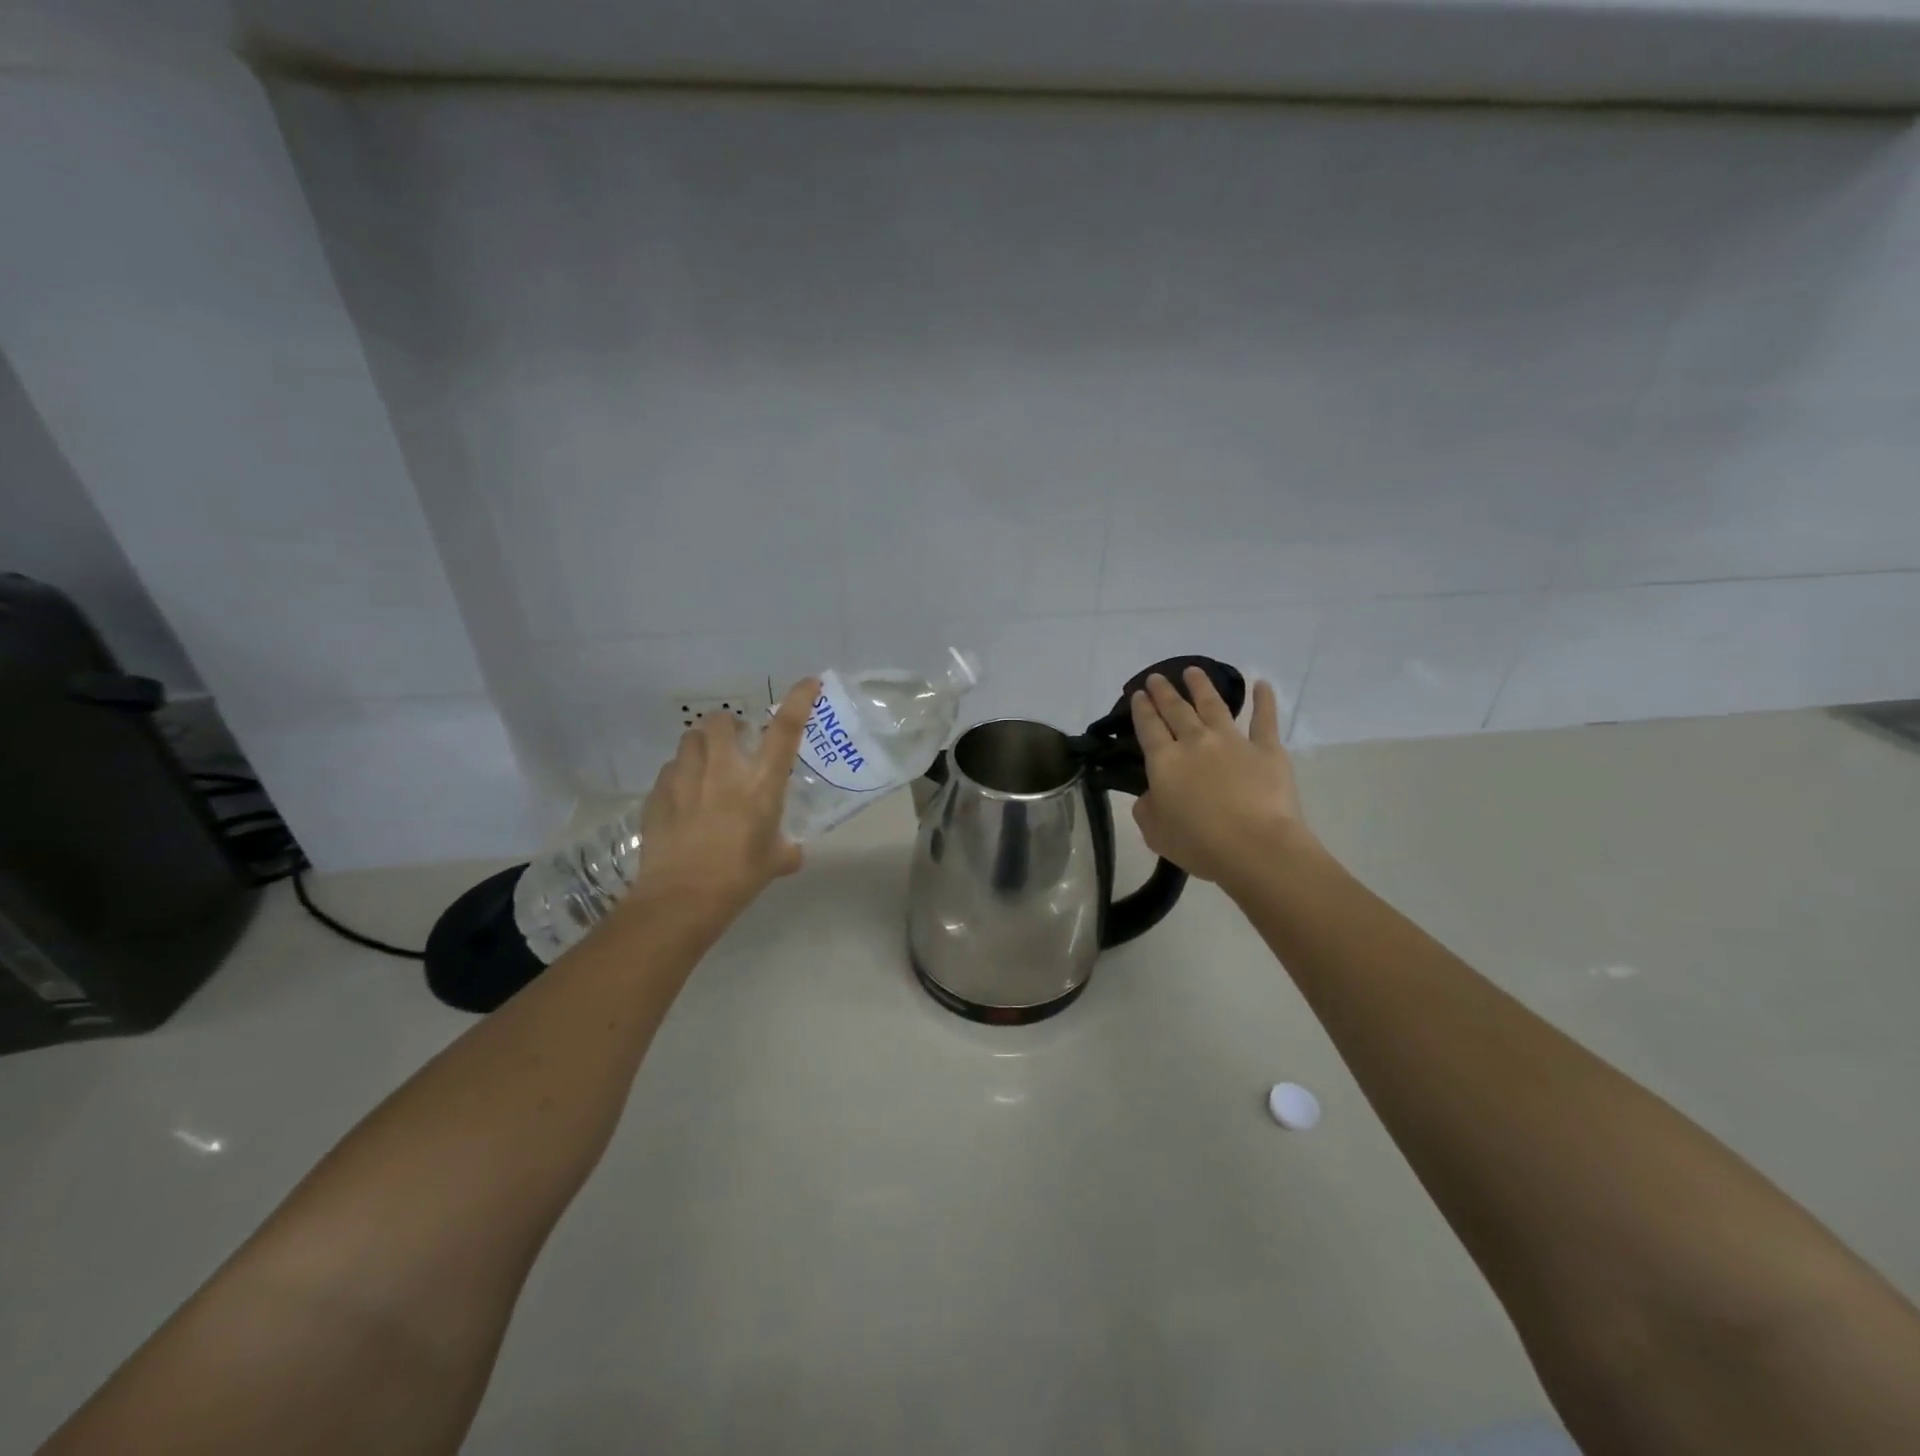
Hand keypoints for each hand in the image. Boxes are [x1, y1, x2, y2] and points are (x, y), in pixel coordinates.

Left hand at [634, 677, 818, 917]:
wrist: (682, 898)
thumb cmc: (739, 878)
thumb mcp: (775, 862)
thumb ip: (786, 850)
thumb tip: (792, 853)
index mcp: (761, 784)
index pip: (785, 730)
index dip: (798, 700)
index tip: (808, 681)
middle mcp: (724, 771)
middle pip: (722, 721)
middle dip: (728, 725)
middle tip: (734, 744)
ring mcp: (686, 779)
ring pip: (690, 739)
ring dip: (701, 746)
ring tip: (704, 766)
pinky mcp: (658, 794)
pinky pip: (669, 771)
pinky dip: (678, 776)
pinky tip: (681, 797)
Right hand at [1130, 668, 1314, 892]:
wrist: (1255, 847)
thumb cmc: (1198, 843)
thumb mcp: (1154, 831)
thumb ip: (1147, 807)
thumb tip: (1152, 794)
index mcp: (1164, 761)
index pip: (1148, 727)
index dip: (1141, 708)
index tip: (1138, 693)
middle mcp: (1195, 742)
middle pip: (1176, 709)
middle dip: (1164, 692)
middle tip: (1158, 677)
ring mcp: (1232, 741)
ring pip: (1213, 705)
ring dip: (1201, 686)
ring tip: (1193, 671)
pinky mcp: (1266, 749)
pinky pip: (1265, 719)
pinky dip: (1264, 700)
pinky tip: (1261, 684)